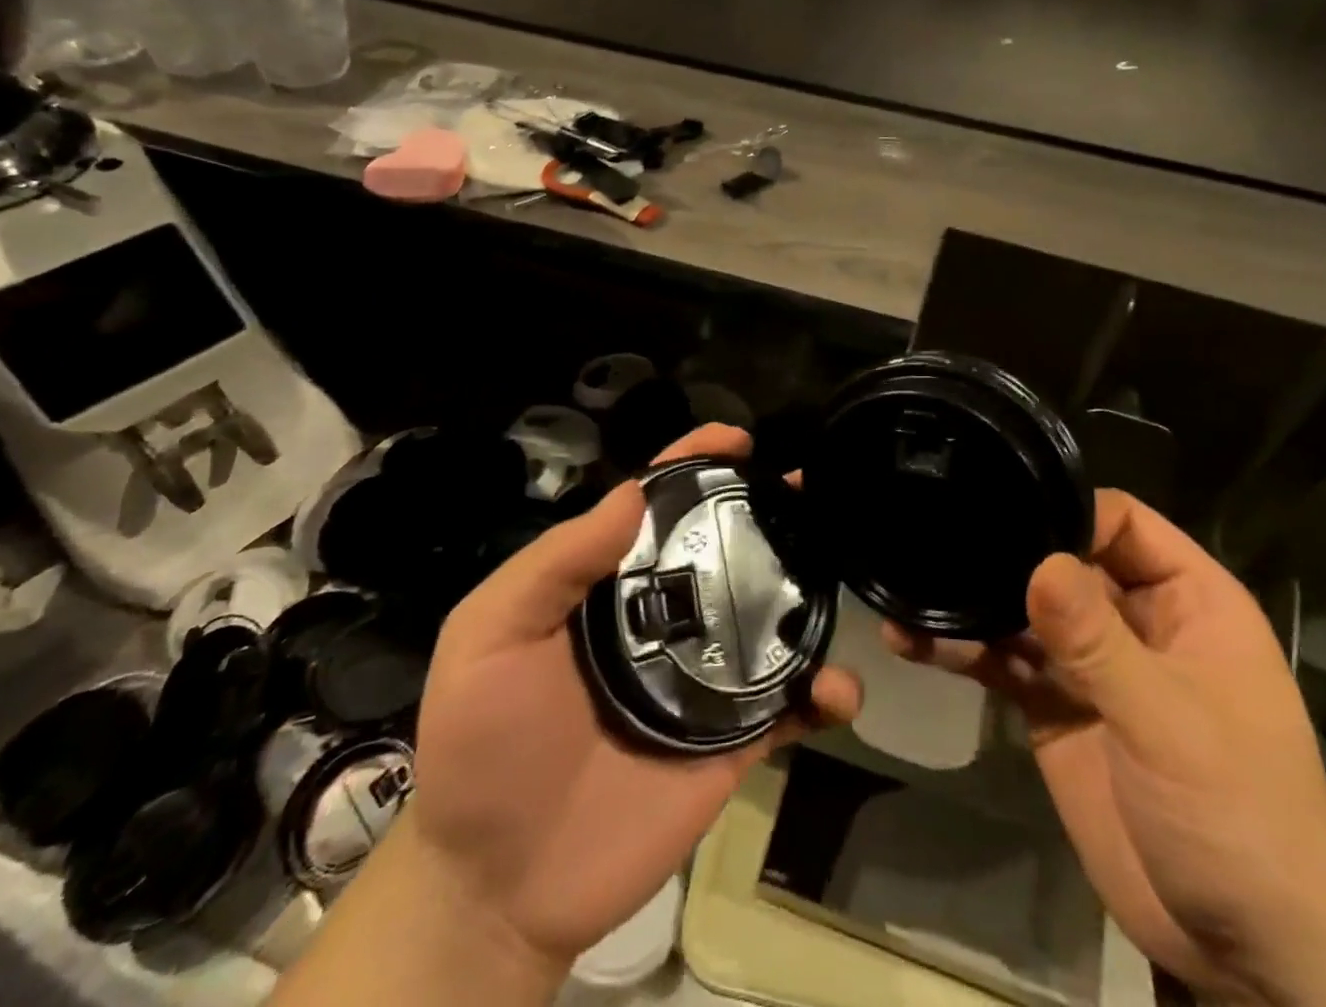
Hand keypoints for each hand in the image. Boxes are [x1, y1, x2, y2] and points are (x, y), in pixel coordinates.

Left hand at [409, 424, 862, 975]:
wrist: (498, 885)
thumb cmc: (482, 746)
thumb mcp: (491, 637)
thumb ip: (555, 563)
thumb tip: (632, 493)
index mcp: (610, 585)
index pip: (657, 507)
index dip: (694, 463)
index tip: (737, 439)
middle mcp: (664, 616)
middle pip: (726, 549)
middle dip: (770, 512)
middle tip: (812, 490)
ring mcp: (704, 676)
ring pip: (771, 619)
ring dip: (812, 592)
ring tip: (843, 570)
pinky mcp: (732, 740)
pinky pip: (789, 708)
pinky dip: (823, 695)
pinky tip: (838, 690)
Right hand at [888, 491, 1325, 1006]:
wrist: (1245, 954)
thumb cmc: (1237, 818)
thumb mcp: (1169, 722)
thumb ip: (1098, 641)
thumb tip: (1039, 562)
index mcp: (1186, 602)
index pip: (1122, 523)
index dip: (1068, 511)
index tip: (1003, 512)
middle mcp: (1134, 620)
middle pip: (1062, 560)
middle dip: (1005, 552)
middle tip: (936, 539)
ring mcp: (1090, 665)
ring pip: (1024, 611)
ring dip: (972, 603)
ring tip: (912, 595)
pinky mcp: (1054, 707)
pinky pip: (1004, 663)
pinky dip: (962, 651)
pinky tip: (912, 642)